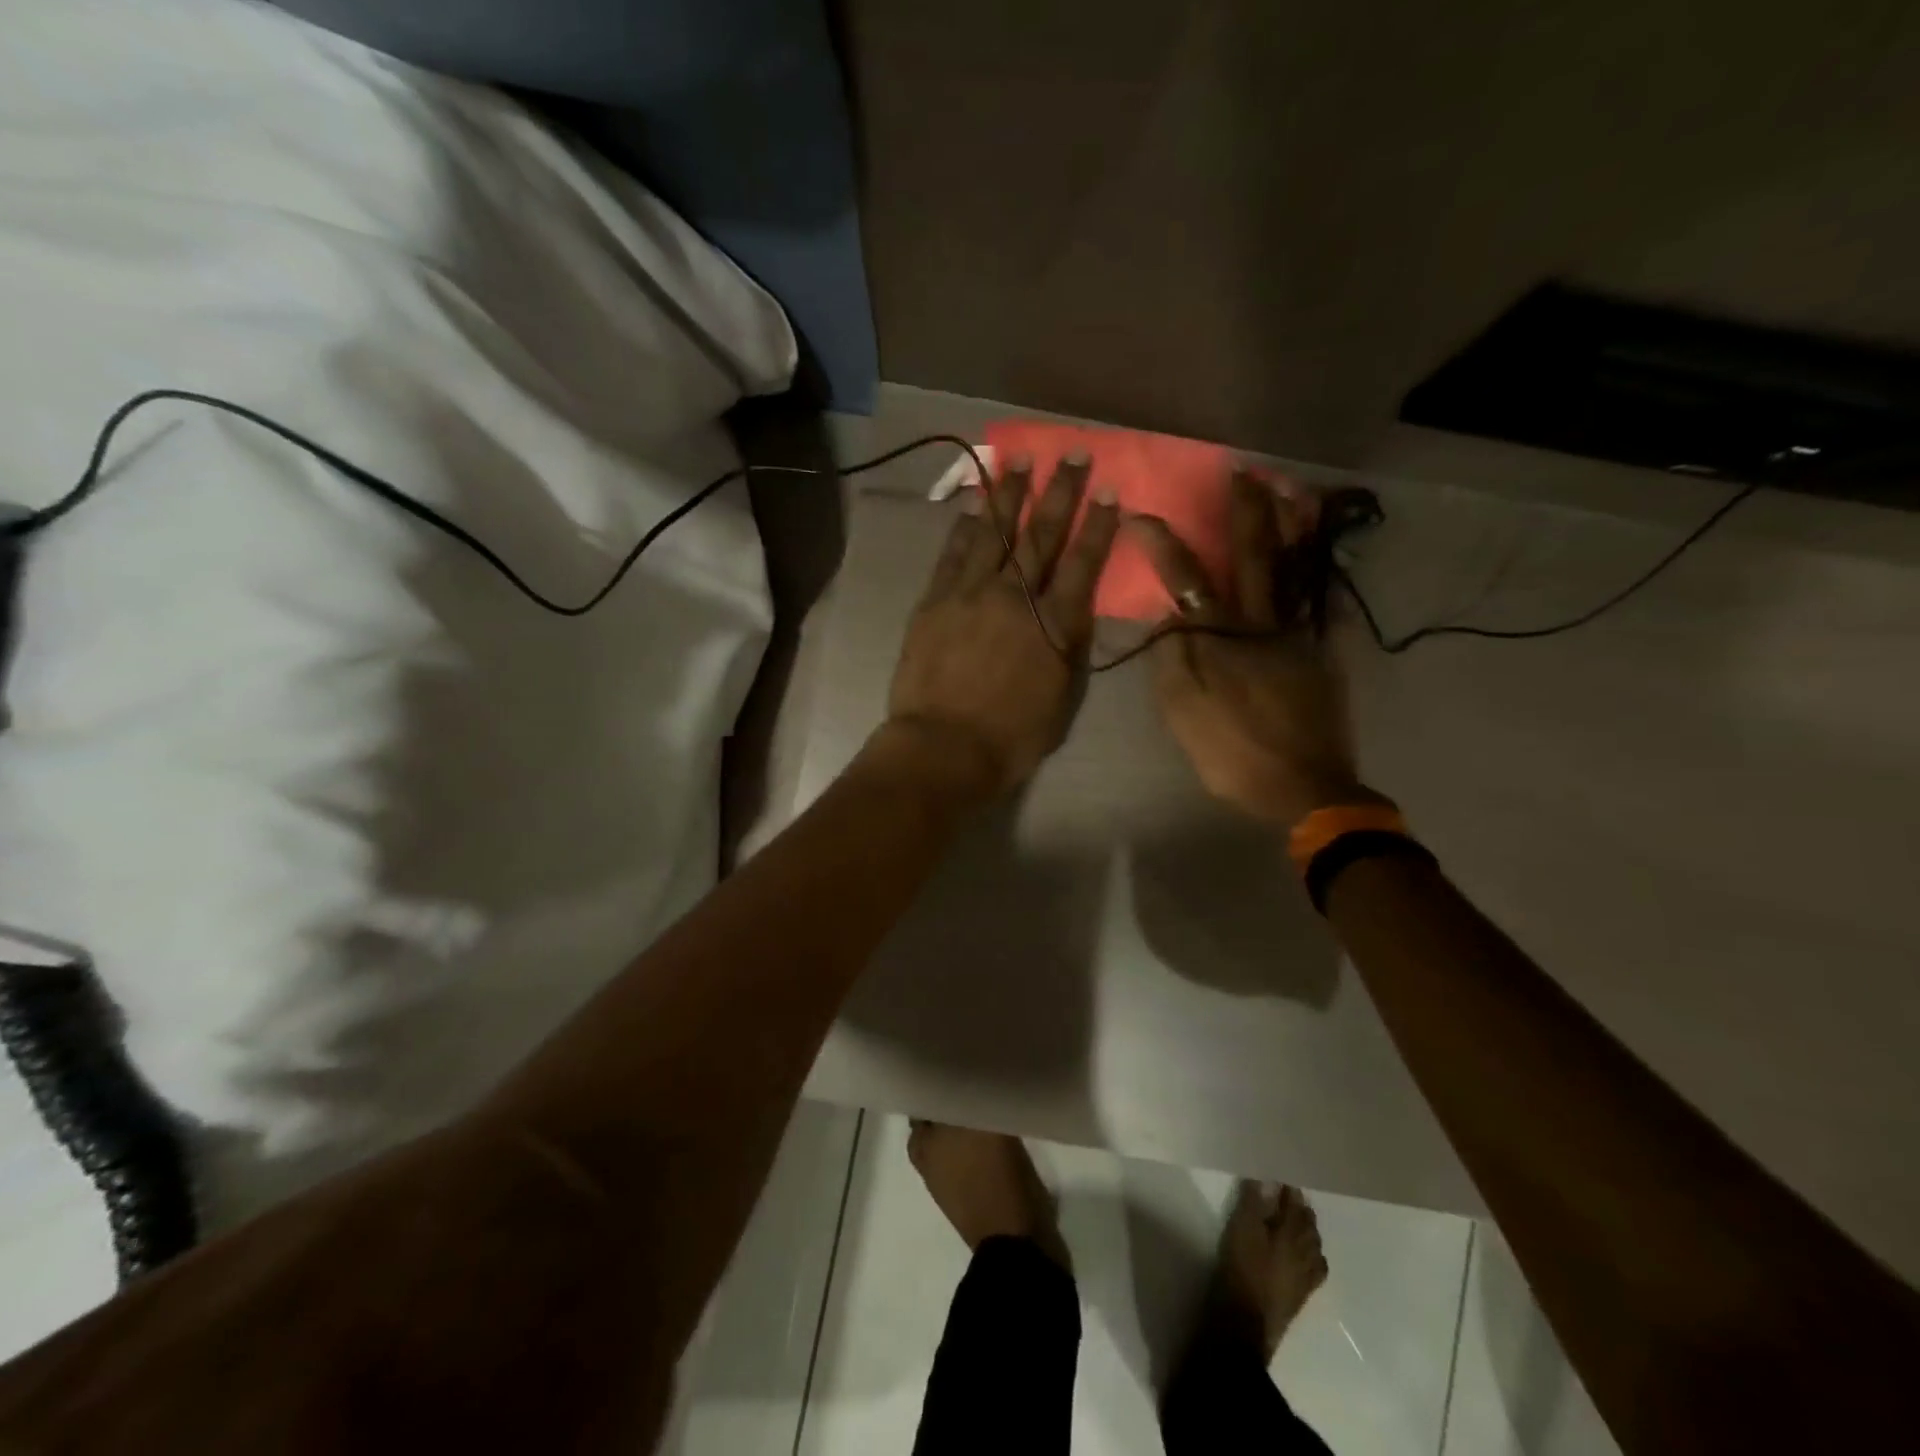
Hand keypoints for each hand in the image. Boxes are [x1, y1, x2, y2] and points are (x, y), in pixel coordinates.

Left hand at [884, 454, 1119, 796]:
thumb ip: (1070, 649)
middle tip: (1072, 454)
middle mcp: (1015, 597)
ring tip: (1019, 460)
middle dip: (1060, 492)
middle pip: (1041, 535)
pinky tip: (973, 505)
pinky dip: (965, 527)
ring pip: (994, 533)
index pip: (1083, 562)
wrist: (943, 748)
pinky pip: (952, 554)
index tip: (1109, 489)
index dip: (1098, 524)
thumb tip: (1073, 612)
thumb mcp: (1062, 699)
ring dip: (1009, 494)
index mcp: (1054, 624)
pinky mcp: (935, 601)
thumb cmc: (1011, 737)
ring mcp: (970, 594)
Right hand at [1132, 472, 1371, 825]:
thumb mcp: (1182, 712)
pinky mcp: (1322, 652)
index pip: (1186, 579)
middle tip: (1243, 472)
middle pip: (1253, 557)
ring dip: (1290, 525)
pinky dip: (1319, 571)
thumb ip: (1171, 659)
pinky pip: (1321, 600)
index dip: (1161, 544)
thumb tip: (1166, 616)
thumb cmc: (1232, 753)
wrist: (1304, 786)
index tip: (1140, 514)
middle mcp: (1261, 624)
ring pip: (1294, 569)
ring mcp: (1297, 635)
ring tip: (1290, 491)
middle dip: (1246, 512)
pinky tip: (1320, 553)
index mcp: (1219, 638)